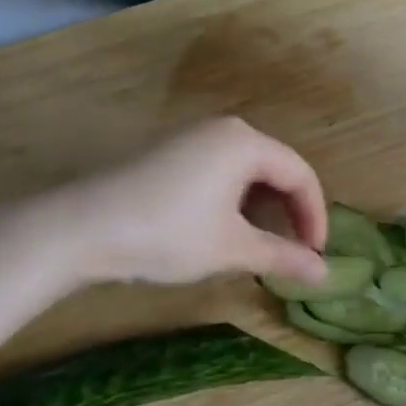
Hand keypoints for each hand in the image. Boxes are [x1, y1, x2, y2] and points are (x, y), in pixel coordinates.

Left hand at [49, 118, 327, 287]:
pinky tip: (226, 228)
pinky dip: (237, 199)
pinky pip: (222, 170)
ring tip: (264, 245)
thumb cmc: (166, 234)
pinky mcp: (171, 152)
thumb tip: (325, 275)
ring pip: (249, 171)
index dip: (315, 216)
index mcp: (246, 143)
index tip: (315, 256)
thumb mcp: (230, 248)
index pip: (300, 175)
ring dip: (264, 208)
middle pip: (277, 168)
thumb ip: (282, 256)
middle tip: (295, 252)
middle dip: (291, 211)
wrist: (80, 228)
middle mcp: (225, 129)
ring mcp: (194, 137)